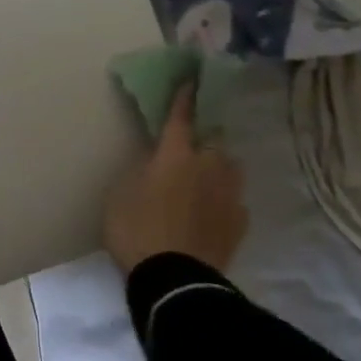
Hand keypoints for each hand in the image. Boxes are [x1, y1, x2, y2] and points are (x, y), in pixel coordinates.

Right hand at [103, 84, 247, 274]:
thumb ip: (140, 171)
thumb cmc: (137, 230)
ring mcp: (228, 197)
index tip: (191, 79)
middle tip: (189, 149)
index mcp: (175, 156)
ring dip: (219, 168)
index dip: (184, 98)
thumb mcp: (121, 193)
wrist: (175, 281)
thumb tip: (154, 163)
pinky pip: (235, 201)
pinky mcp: (239, 224)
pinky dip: (225, 200)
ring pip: (230, 170)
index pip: (180, 118)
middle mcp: (207, 168)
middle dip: (204, 141)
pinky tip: (213, 211)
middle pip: (213, 143)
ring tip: (205, 178)